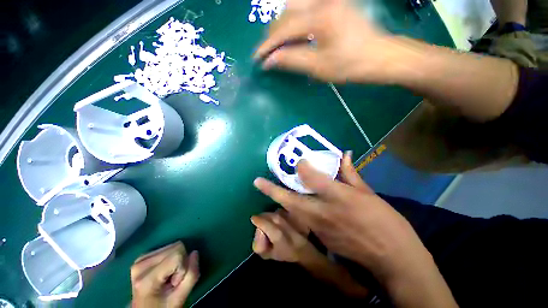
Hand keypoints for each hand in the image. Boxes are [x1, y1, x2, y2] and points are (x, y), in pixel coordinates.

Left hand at [131, 242, 199, 307]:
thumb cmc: (164, 307)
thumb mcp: (180, 298)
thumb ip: (191, 275)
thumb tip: (195, 253)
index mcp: (146, 279)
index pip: (177, 256)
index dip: (183, 268)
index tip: (175, 283)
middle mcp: (140, 265)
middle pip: (175, 247)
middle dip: (180, 262)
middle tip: (172, 279)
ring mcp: (139, 260)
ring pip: (172, 245)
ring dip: (176, 259)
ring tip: (167, 276)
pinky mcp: (142, 256)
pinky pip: (167, 247)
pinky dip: (170, 257)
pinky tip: (163, 271)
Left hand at [253, 152, 428, 283]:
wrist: (391, 258)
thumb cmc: (384, 222)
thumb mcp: (368, 193)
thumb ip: (350, 173)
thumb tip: (343, 155)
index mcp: (337, 197)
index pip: (312, 178)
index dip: (302, 167)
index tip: (299, 161)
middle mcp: (323, 212)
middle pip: (291, 199)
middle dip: (272, 190)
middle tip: (257, 182)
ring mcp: (318, 227)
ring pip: (292, 211)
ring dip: (280, 200)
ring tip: (270, 189)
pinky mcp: (320, 237)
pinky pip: (302, 219)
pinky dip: (295, 210)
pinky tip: (296, 203)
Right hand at [254, 0, 401, 83]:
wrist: (378, 56)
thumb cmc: (350, 65)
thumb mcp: (319, 67)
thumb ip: (292, 60)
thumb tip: (270, 61)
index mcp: (320, 18)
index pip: (283, 29)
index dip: (268, 45)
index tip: (257, 58)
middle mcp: (322, 0)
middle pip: (286, 13)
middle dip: (273, 35)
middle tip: (268, 53)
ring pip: (294, 6)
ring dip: (282, 25)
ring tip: (278, 44)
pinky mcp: (333, 2)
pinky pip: (305, 6)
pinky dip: (294, 20)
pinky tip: (293, 33)